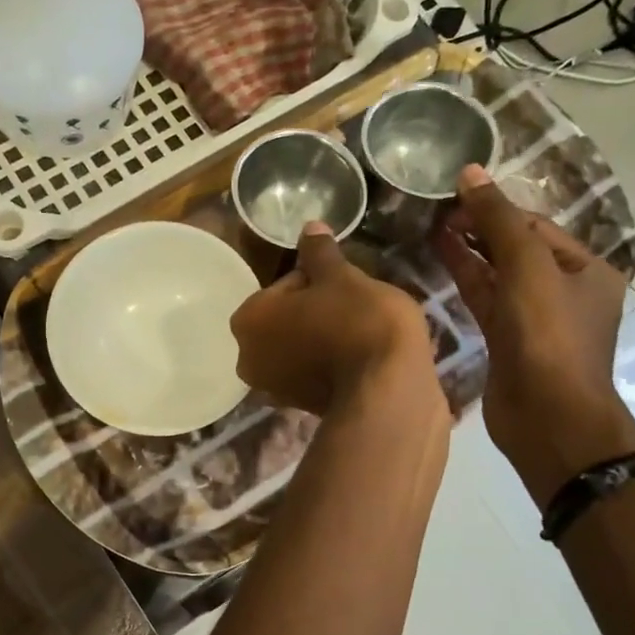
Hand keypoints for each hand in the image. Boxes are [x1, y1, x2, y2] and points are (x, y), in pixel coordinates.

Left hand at [230, 222, 438, 417]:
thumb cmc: (358, 321)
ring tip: (359, 332)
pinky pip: (312, 371)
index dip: (318, 280)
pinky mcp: (299, 407)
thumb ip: (319, 253)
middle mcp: (247, 357)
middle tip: (353, 308)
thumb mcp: (341, 276)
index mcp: (247, 319)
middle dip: (315, 310)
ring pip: (298, 345)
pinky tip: (357, 357)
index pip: (284, 285)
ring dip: (321, 335)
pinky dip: (328, 361)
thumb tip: (309, 227)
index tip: (344, 285)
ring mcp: (272, 387)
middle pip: (286, 318)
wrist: (387, 389)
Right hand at [434, 165, 634, 506]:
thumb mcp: (527, 268)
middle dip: (480, 227)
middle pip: (516, 248)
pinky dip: (464, 279)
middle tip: (437, 209)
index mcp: (585, 269)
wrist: (547, 415)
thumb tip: (471, 171)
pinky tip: (439, 259)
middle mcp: (563, 290)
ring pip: (497, 274)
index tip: (454, 191)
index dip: (496, 207)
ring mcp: (534, 318)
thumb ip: (498, 220)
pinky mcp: (507, 340)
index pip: (535, 225)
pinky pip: (485, 299)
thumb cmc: (548, 336)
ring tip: (431, 226)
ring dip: (468, 251)